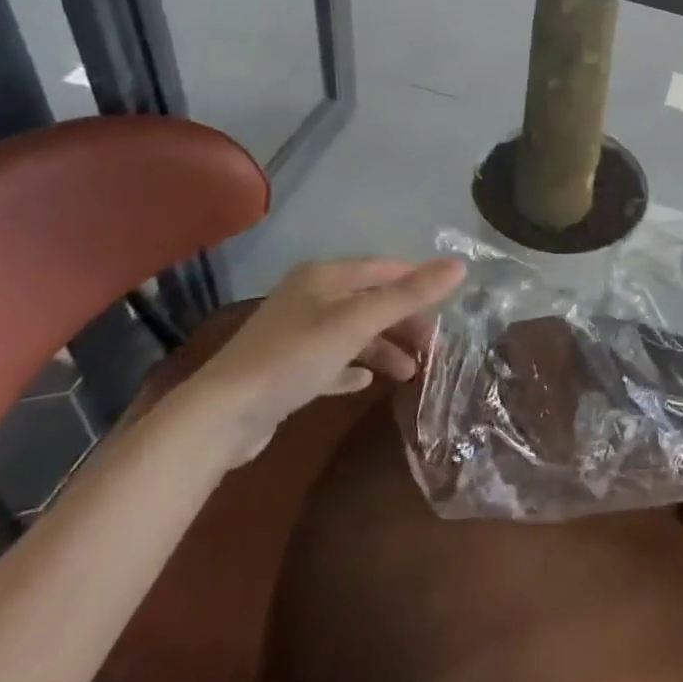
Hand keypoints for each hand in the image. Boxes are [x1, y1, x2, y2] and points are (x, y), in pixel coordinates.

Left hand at [181, 256, 465, 466]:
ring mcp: (296, 332)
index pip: (383, 268)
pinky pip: (331, 361)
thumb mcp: (358, 322)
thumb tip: (460, 265)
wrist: (222, 415)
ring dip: (383, 348)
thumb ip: (409, 294)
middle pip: (370, 301)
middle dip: (403, 321)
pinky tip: (366, 383)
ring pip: (353, 333)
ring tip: (410, 373)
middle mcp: (310, 296)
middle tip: (434, 347)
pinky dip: (353, 368)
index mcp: (325, 276)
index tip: (449, 306)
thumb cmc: (295, 357)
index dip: (417, 282)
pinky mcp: (286, 368)